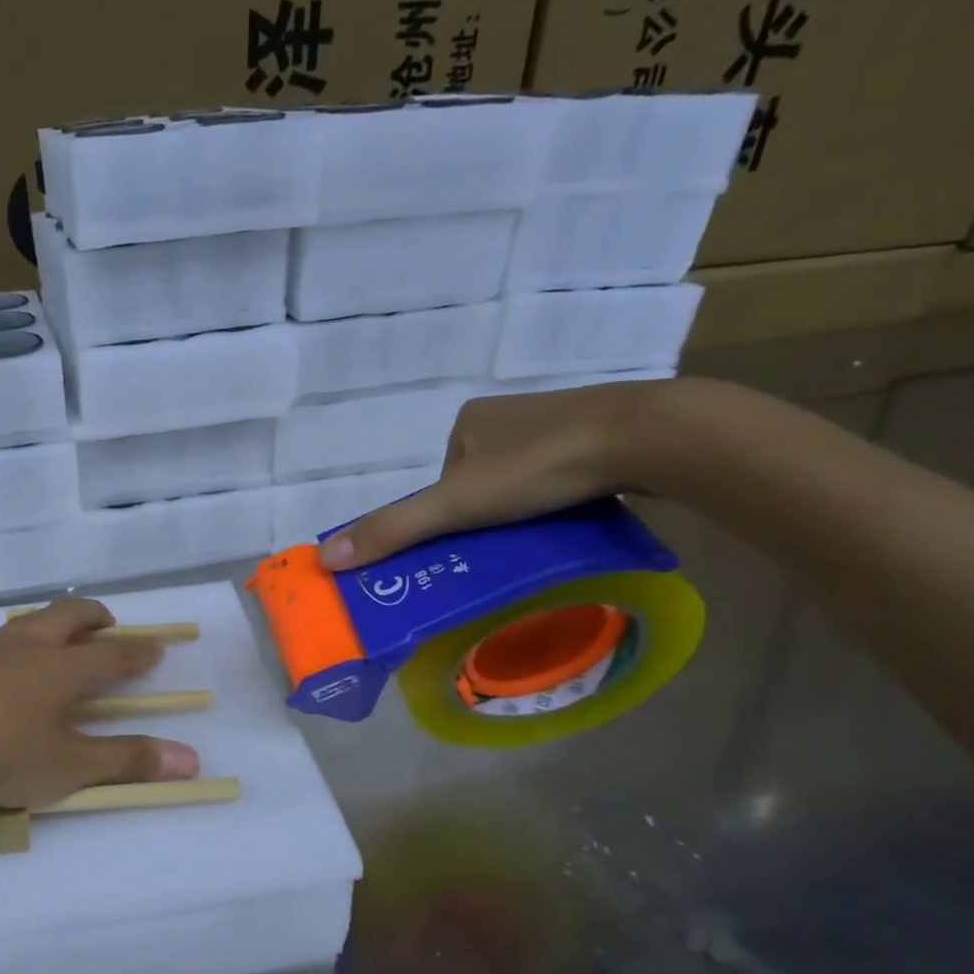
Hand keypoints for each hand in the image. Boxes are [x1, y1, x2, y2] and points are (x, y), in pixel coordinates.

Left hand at [0, 598, 200, 808]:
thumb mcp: (68, 766)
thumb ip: (126, 762)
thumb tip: (191, 760)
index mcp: (64, 667)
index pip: (113, 652)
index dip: (138, 651)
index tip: (156, 646)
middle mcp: (30, 648)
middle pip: (69, 615)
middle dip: (95, 618)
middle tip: (109, 628)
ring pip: (30, 622)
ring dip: (53, 624)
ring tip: (58, 641)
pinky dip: (17, 648)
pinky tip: (4, 674)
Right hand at [317, 379, 672, 569]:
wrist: (647, 435)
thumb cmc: (539, 465)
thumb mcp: (455, 504)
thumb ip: (394, 529)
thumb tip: (326, 558)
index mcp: (468, 420)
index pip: (441, 481)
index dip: (447, 516)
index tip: (468, 544)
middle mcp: (508, 414)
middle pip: (480, 482)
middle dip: (487, 514)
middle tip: (504, 545)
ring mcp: (558, 419)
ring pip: (523, 479)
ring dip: (525, 507)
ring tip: (542, 532)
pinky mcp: (601, 432)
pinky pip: (563, 473)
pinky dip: (560, 496)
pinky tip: (574, 512)